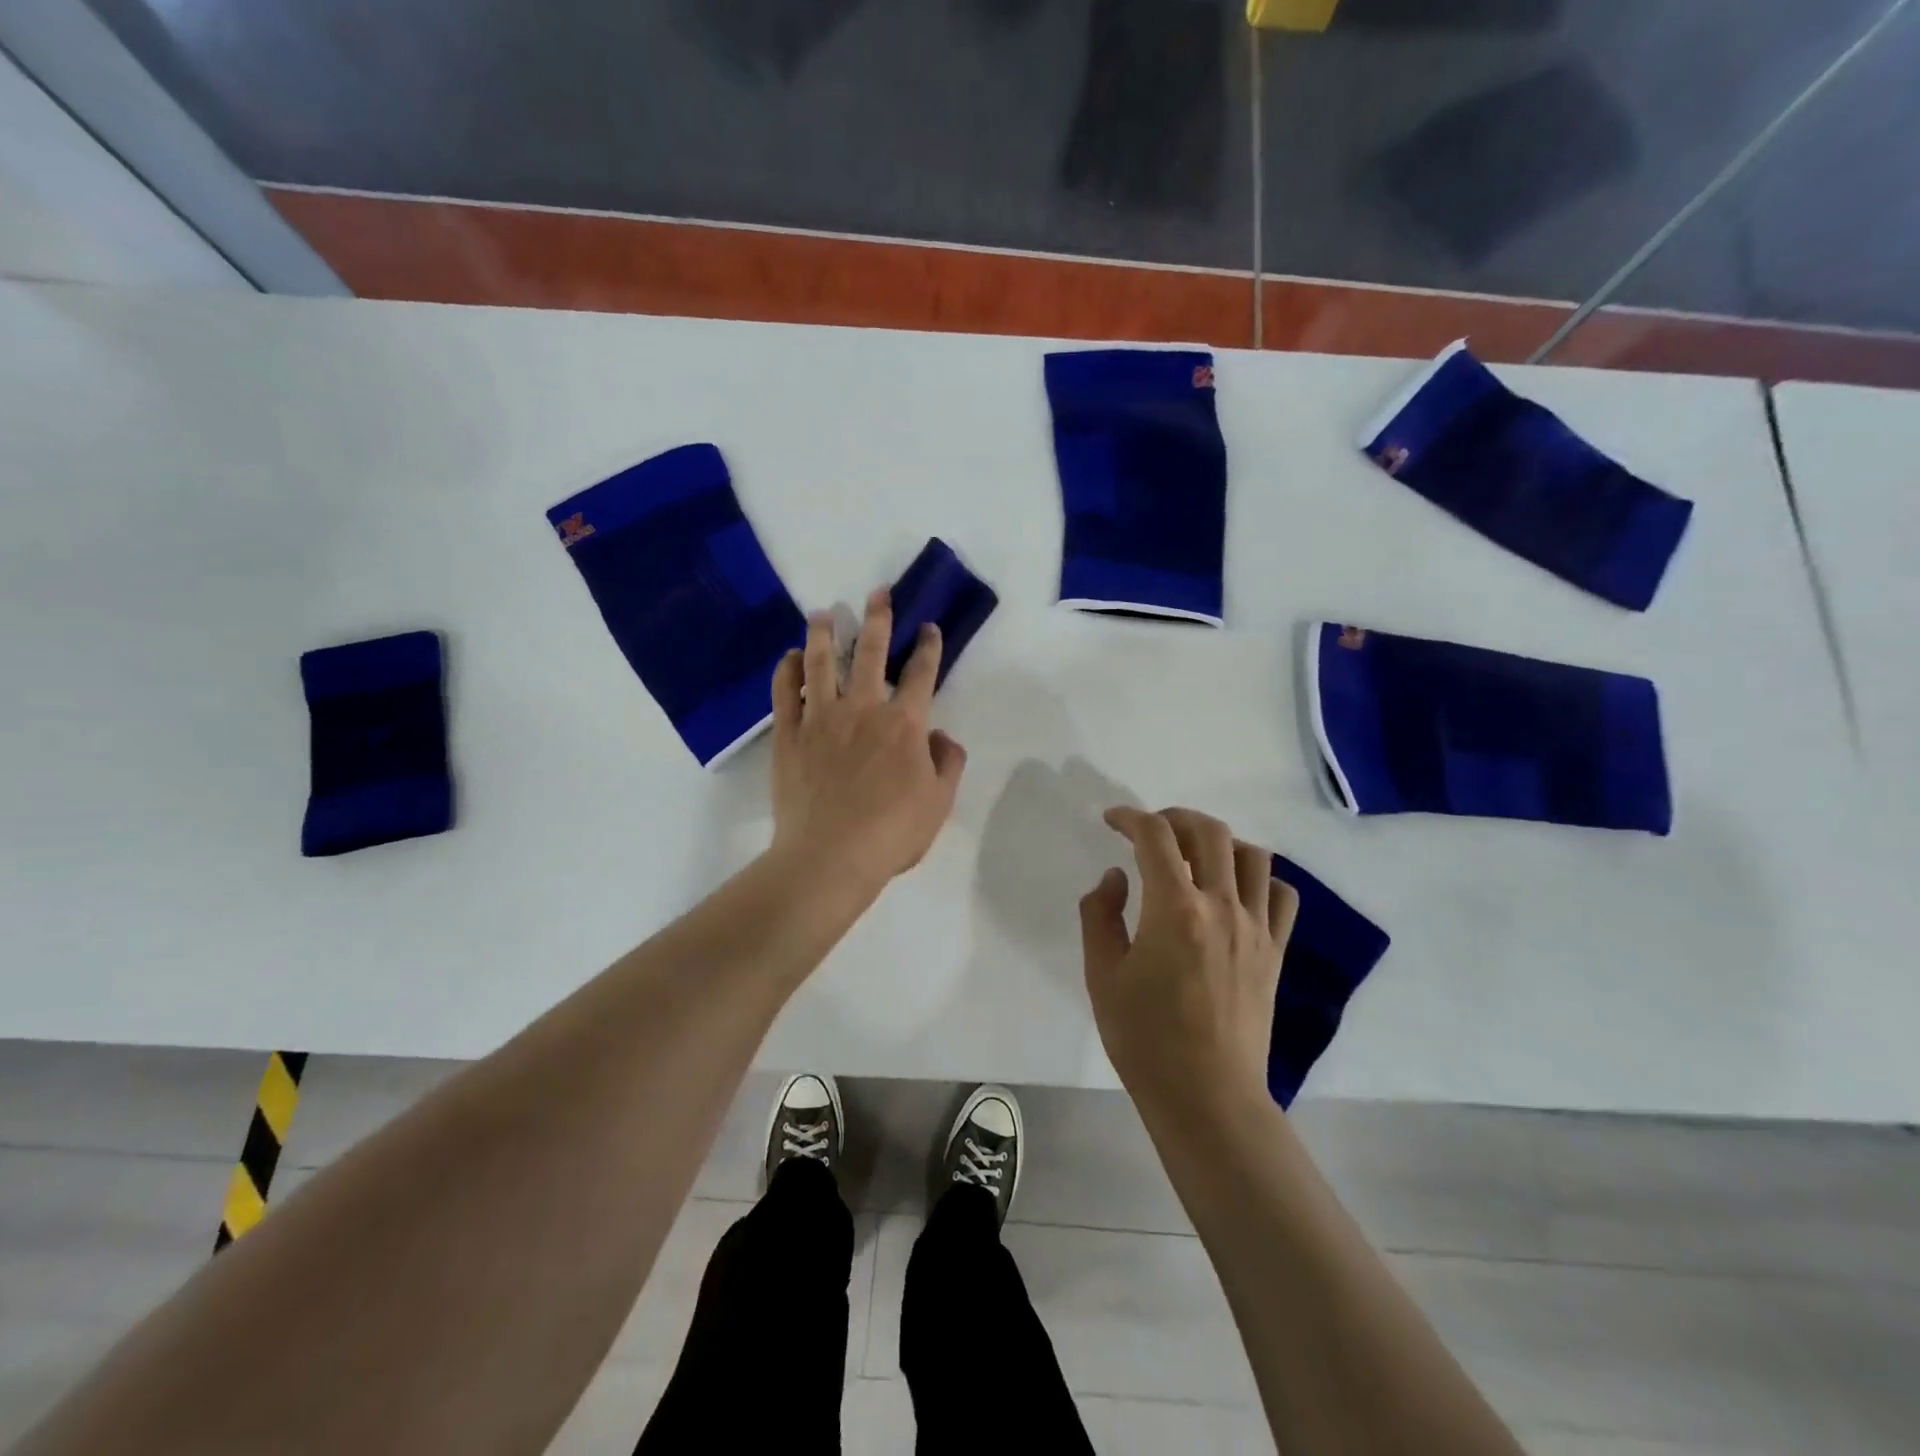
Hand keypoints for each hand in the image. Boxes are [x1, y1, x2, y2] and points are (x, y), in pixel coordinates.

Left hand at [770, 589, 967, 891]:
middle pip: (871, 654)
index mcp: (904, 723)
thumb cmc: (891, 833)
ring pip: (822, 664)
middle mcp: (863, 709)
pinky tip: (790, 657)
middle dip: (877, 619)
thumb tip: (940, 736)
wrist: (830, 856)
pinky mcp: (789, 735)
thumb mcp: (939, 801)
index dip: (928, 647)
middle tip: (876, 593)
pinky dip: (787, 671)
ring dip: (824, 634)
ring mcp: (821, 718)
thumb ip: (947, 763)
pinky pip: (785, 693)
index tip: (928, 627)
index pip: (921, 674)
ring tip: (823, 613)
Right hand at [1079, 807, 1299, 1119]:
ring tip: (1194, 855)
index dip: (1130, 817)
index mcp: (1175, 909)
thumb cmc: (1145, 1038)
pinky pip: (1280, 894)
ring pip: (1252, 855)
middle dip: (1175, 818)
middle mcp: (1222, 906)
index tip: (1112, 820)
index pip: (1155, 836)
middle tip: (1151, 831)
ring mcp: (1256, 928)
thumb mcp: (1102, 975)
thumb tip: (1116, 878)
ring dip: (1219, 842)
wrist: (1207, 1095)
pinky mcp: (1275, 951)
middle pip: (1209, 832)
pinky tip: (1235, 891)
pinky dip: (1259, 878)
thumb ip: (1100, 915)